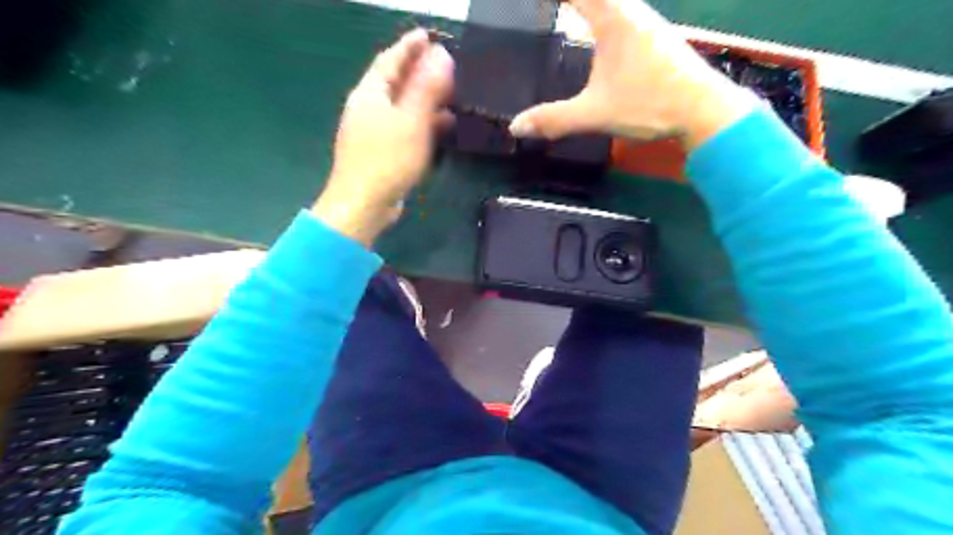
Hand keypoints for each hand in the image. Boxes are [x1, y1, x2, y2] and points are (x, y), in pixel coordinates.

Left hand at [313, 27, 453, 243]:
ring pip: (401, 106)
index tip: (429, 36)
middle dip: (419, 71)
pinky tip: (442, 126)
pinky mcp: (381, 152)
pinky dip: (422, 122)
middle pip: (394, 82)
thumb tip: (441, 55)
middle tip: (445, 65)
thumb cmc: (387, 160)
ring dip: (424, 98)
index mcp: (370, 94)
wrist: (364, 205)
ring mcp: (372, 132)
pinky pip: (404, 128)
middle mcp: (368, 108)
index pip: (390, 60)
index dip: (409, 46)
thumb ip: (426, 88)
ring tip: (450, 94)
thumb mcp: (412, 121)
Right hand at [511, 0, 764, 150]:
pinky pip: (621, 13)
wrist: (703, 109)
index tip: (534, 4)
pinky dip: (601, 13)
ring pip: (612, 2)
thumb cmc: (649, 103)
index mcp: (612, 18)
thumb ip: (554, 119)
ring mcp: (646, 22)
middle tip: (548, 9)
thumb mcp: (595, 114)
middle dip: (572, 3)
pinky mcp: (655, 36)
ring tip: (565, 13)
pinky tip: (596, 31)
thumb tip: (516, 126)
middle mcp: (630, 10)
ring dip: (588, 6)